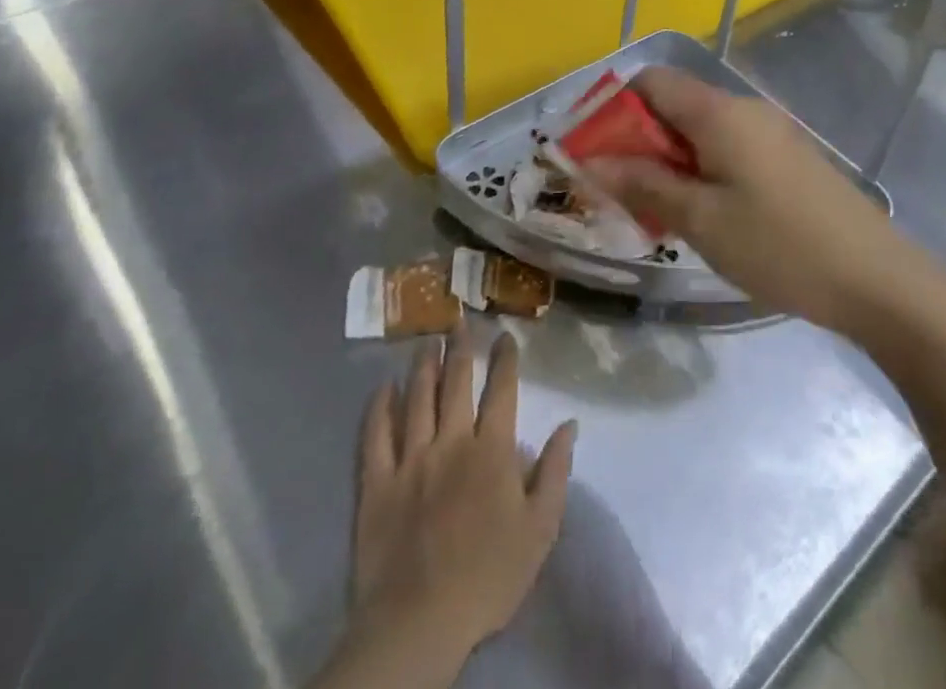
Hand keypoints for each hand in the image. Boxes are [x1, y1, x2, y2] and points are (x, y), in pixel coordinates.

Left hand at [343, 327, 576, 680]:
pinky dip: (378, 408)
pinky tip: (382, 388)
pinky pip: (375, 436)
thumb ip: (556, 471)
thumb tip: (570, 423)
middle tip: (458, 321)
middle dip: (461, 348)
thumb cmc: (489, 577)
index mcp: (492, 449)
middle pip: (456, 382)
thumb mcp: (541, 529)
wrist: (420, 624)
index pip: (502, 389)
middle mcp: (452, 441)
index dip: (505, 358)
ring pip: (417, 399)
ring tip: (426, 342)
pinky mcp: (377, 483)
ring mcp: (411, 459)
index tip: (505, 335)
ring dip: (423, 366)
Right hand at [582, 67, 924, 333]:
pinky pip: (728, 148)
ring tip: (657, 212)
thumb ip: (644, 184)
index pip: (651, 81)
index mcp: (719, 111)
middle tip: (620, 194)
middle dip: (638, 142)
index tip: (593, 154)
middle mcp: (745, 108)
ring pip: (700, 131)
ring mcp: (771, 132)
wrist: (876, 277)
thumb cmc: (779, 245)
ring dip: (669, 161)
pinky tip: (704, 215)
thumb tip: (590, 161)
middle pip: (674, 104)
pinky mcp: (787, 158)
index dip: (614, 108)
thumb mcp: (701, 219)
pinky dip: (701, 170)